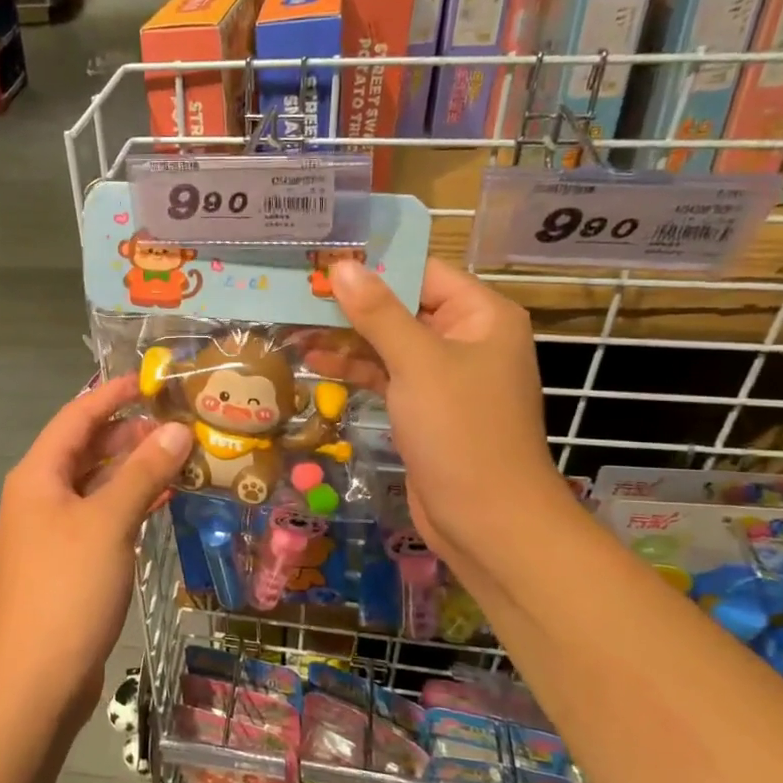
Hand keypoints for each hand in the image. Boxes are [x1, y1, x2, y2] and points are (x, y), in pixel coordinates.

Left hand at [0, 376, 193, 725]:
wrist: (37, 677)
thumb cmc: (68, 588)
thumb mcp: (109, 522)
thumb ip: (143, 472)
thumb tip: (176, 430)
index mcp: (38, 475)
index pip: (77, 416)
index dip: (113, 394)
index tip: (153, 380)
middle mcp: (40, 495)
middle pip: (86, 448)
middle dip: (130, 432)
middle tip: (180, 423)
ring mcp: (52, 529)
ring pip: (96, 483)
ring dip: (134, 468)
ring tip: (182, 456)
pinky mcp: (68, 559)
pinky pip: (101, 515)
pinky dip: (130, 502)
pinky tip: (165, 499)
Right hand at [325, 259, 568, 561]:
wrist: (486, 519)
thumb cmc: (460, 430)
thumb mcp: (417, 363)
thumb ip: (377, 313)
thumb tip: (341, 266)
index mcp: (482, 316)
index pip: (422, 273)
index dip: (373, 267)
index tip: (321, 262)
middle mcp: (467, 339)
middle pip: (403, 307)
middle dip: (352, 304)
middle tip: (297, 293)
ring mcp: (445, 376)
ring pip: (390, 343)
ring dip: (347, 338)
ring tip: (295, 328)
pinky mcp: (425, 407)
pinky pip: (387, 375)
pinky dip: (356, 369)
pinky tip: (316, 362)